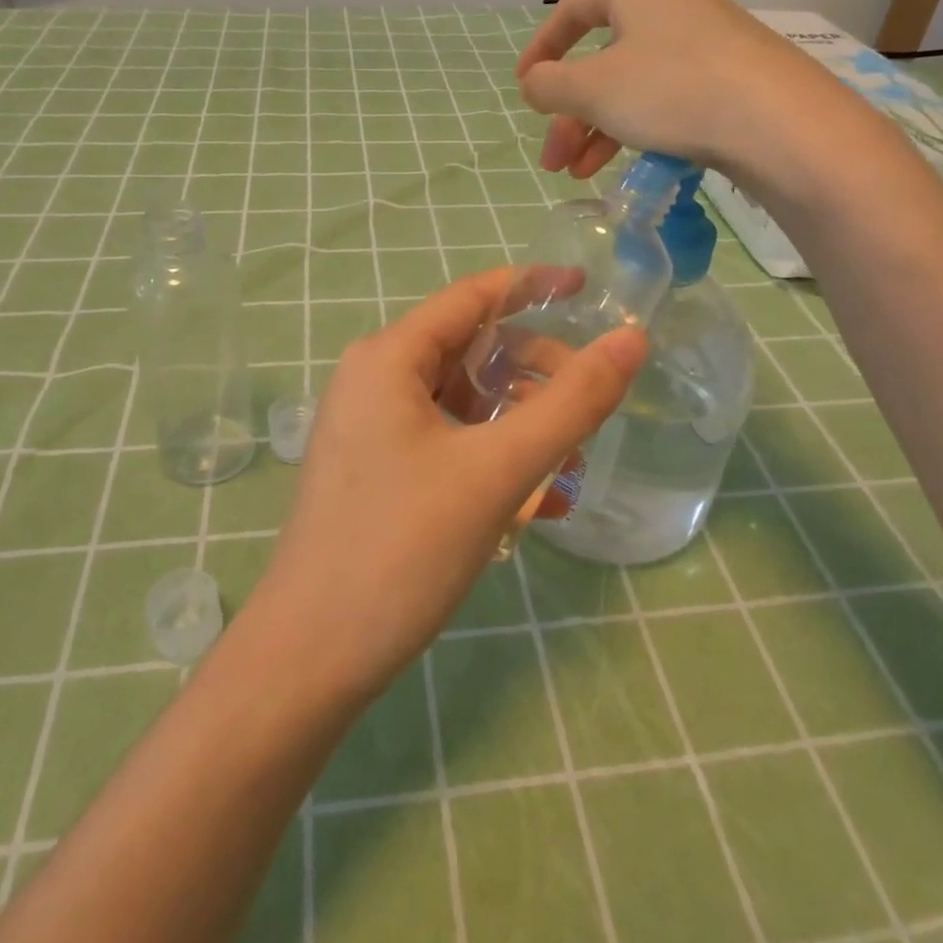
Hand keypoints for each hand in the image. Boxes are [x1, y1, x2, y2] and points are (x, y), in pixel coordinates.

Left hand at [240, 269, 645, 704]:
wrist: (311, 656)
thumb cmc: (402, 548)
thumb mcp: (498, 470)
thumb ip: (570, 403)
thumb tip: (631, 339)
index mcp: (388, 358)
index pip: (471, 297)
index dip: (531, 287)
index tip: (587, 290)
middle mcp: (372, 381)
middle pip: (468, 349)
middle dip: (532, 368)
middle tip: (589, 400)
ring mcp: (369, 428)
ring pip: (459, 401)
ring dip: (516, 419)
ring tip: (568, 456)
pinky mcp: (375, 471)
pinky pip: (444, 441)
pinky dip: (489, 454)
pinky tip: (532, 499)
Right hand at [516, 0, 903, 219]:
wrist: (778, 122)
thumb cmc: (672, 90)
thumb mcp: (593, 89)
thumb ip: (550, 86)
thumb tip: (532, 83)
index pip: (573, 9)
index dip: (541, 48)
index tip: (524, 87)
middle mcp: (672, 6)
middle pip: (601, 58)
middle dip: (570, 114)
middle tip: (553, 160)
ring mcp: (706, 43)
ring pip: (632, 85)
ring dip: (598, 130)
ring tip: (579, 174)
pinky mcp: (731, 79)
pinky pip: (667, 99)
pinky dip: (637, 130)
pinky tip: (625, 165)